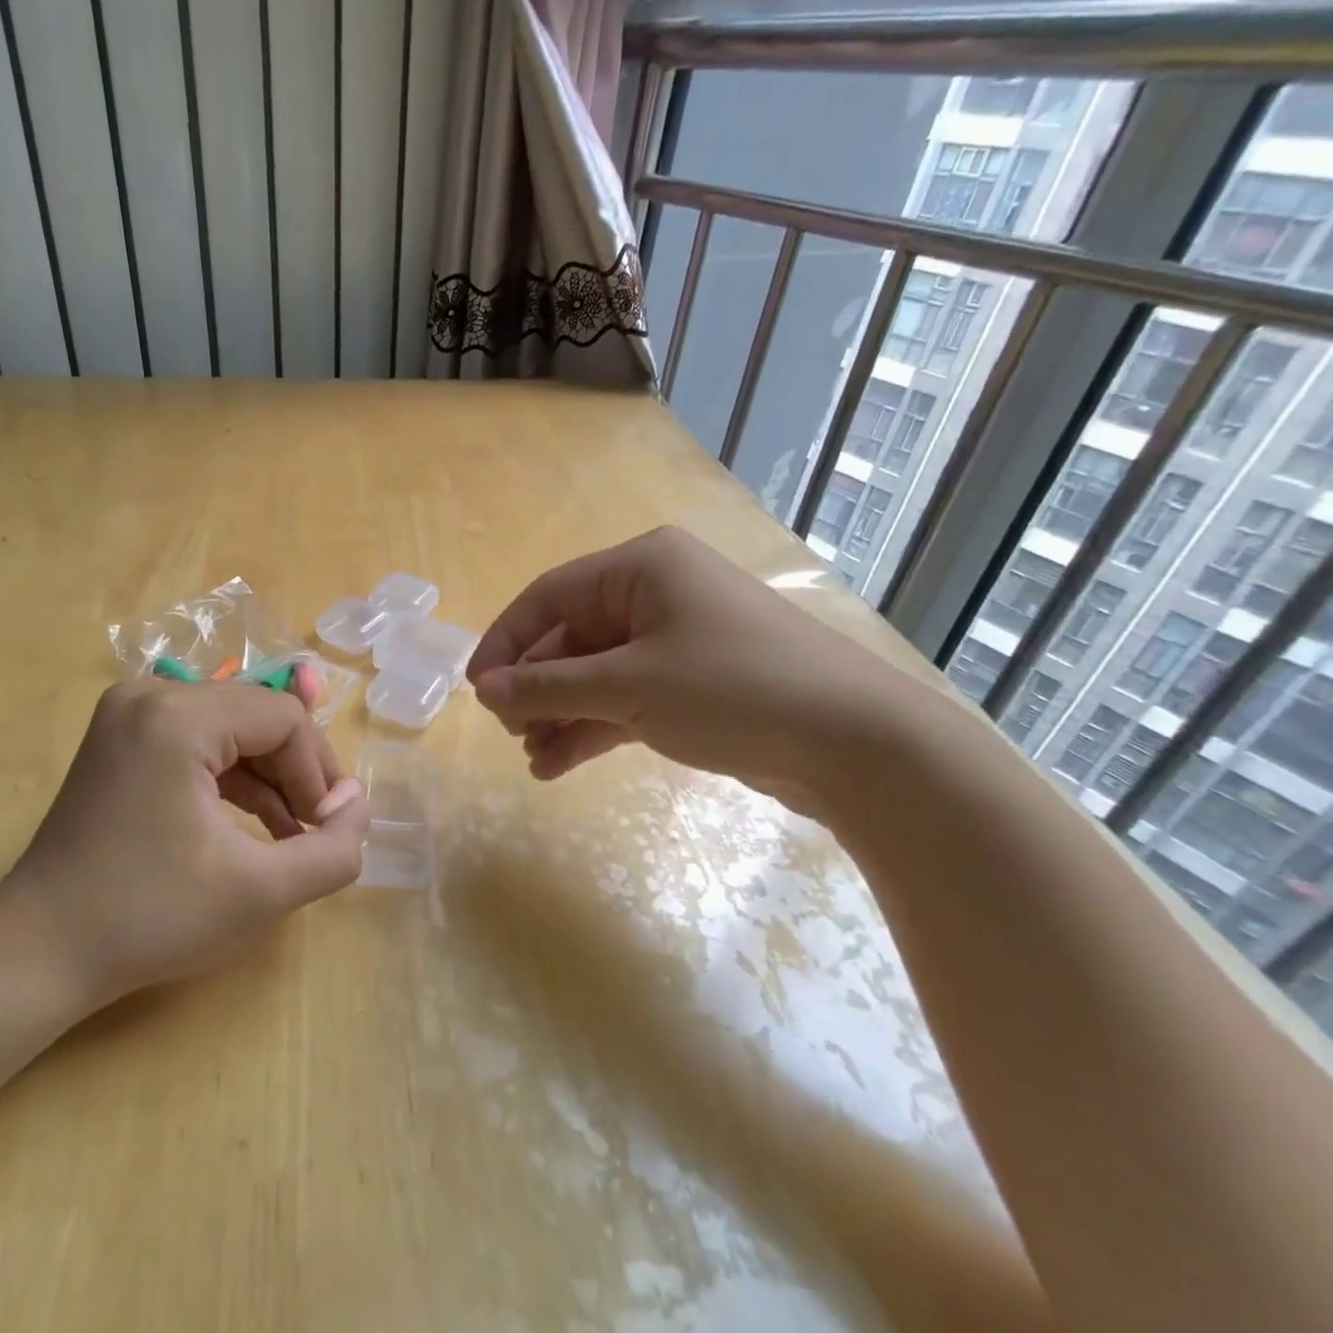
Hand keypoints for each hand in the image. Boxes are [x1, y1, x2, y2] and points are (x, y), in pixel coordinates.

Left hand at [0, 680, 370, 1027]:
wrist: (39, 951)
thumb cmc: (150, 918)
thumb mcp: (260, 892)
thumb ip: (332, 851)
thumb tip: (358, 806)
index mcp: (177, 716)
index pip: (284, 718)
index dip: (319, 772)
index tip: (328, 829)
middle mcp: (150, 694)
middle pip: (258, 716)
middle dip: (297, 772)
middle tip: (315, 830)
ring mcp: (129, 712)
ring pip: (232, 728)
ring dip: (270, 777)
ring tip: (292, 835)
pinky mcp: (123, 737)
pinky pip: (200, 741)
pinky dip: (233, 777)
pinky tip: (257, 823)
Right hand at [467, 526, 913, 806]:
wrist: (856, 745)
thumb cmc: (732, 690)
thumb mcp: (629, 686)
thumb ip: (549, 687)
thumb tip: (484, 692)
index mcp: (642, 567)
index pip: (549, 596)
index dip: (506, 642)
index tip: (476, 690)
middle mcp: (656, 594)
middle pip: (571, 638)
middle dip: (536, 687)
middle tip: (508, 731)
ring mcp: (675, 641)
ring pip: (595, 674)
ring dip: (559, 714)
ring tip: (532, 758)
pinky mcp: (691, 685)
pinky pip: (624, 700)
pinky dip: (592, 728)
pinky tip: (558, 765)